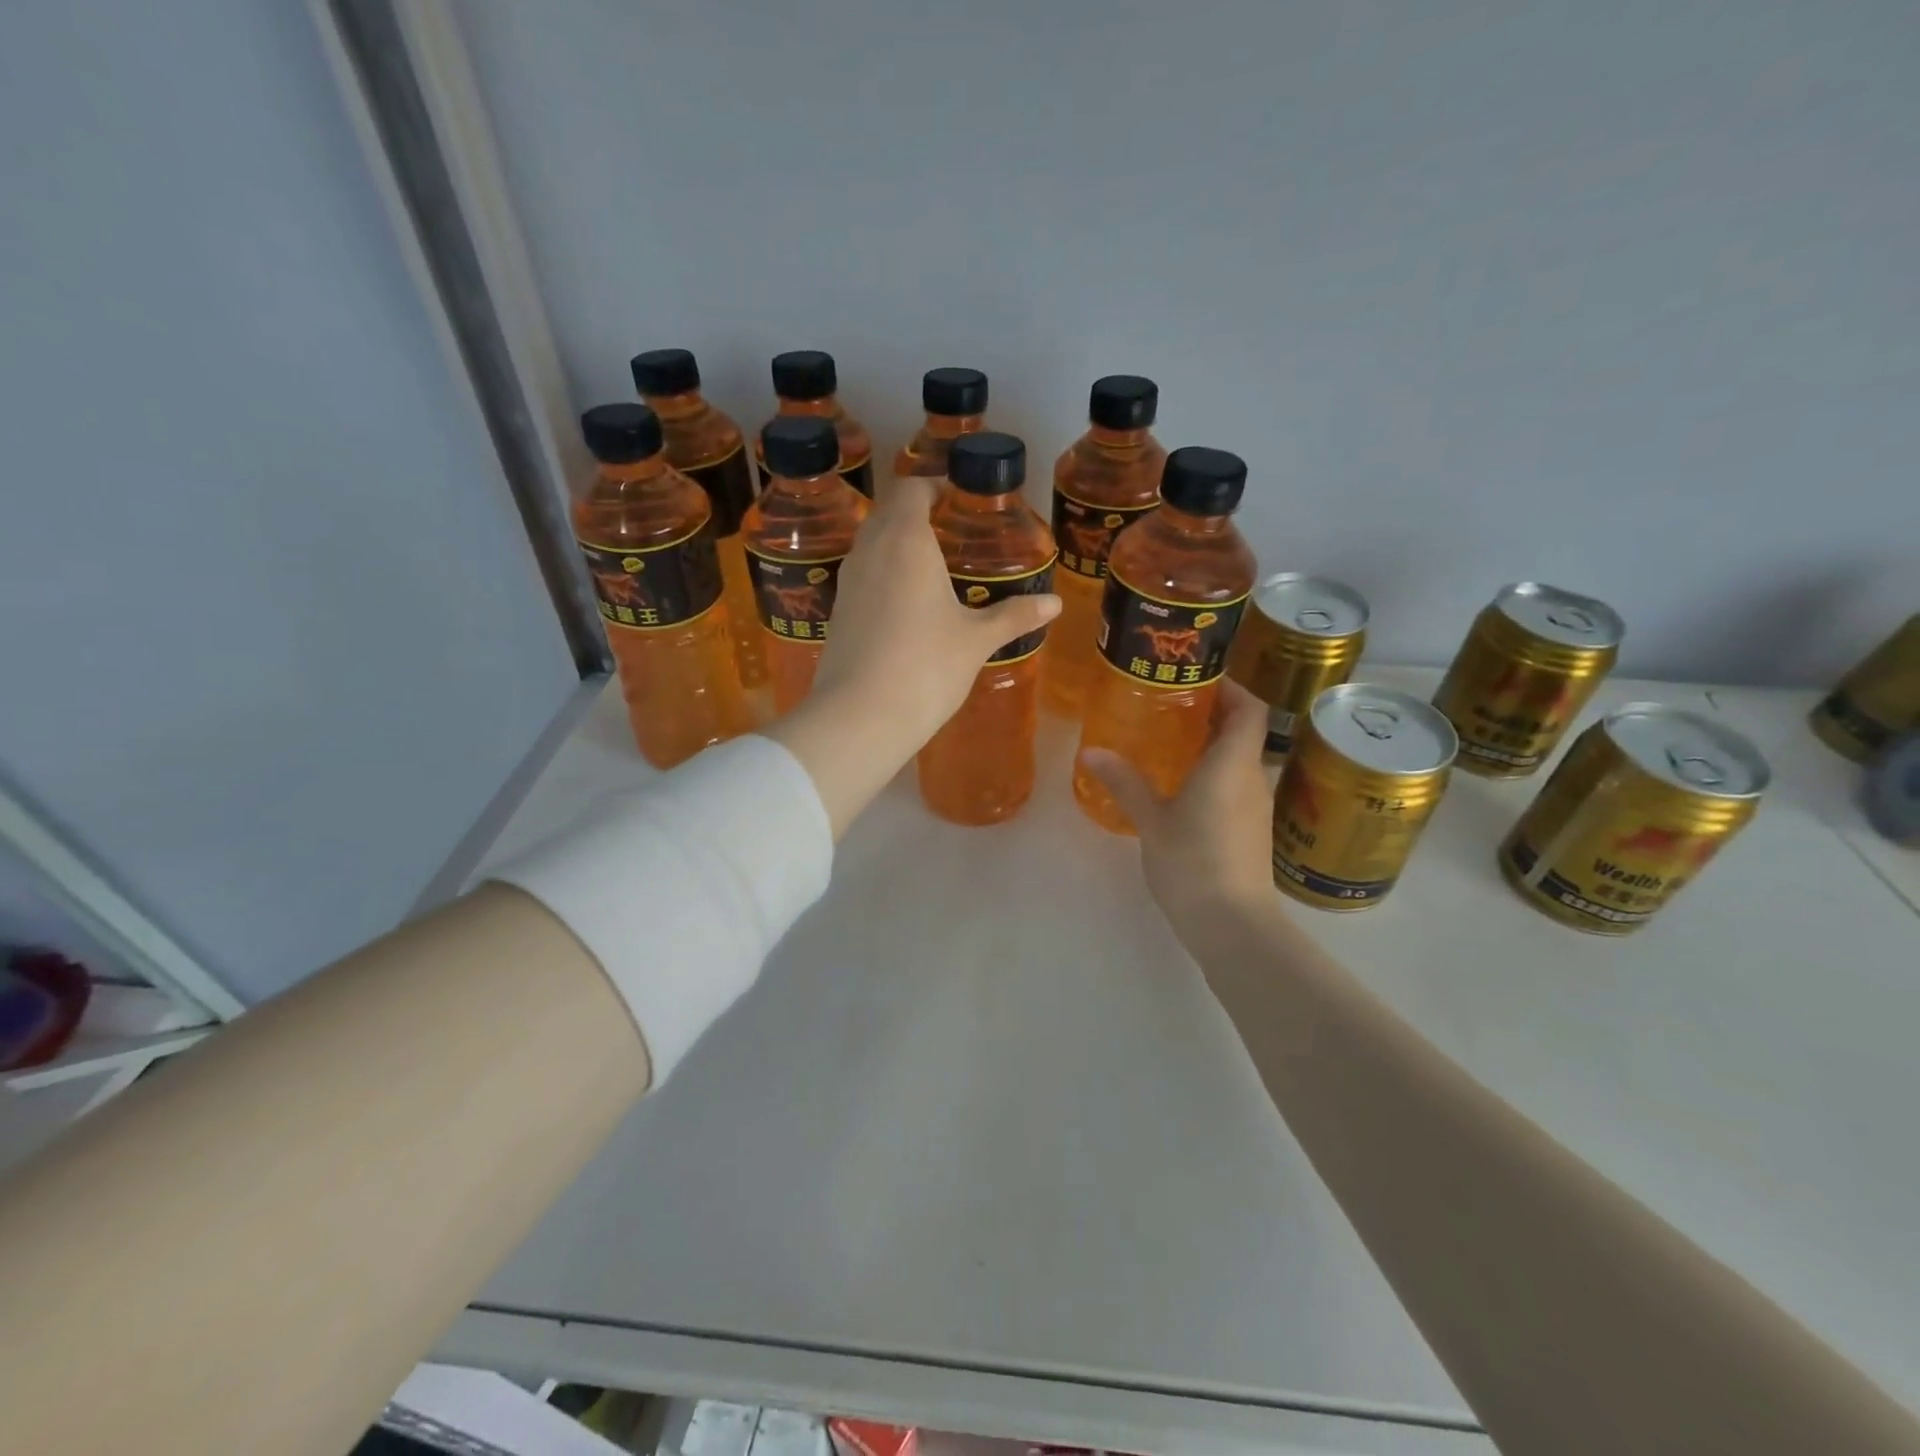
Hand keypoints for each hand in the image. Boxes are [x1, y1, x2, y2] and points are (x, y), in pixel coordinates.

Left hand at [811, 476, 1060, 746]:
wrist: (860, 717)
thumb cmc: (925, 666)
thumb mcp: (976, 640)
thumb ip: (1014, 616)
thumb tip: (1055, 604)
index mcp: (906, 541)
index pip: (911, 488)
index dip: (933, 486)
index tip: (957, 499)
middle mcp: (870, 550)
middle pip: (889, 511)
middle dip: (917, 513)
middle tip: (952, 532)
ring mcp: (848, 581)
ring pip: (871, 543)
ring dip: (897, 544)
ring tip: (932, 567)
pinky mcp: (838, 611)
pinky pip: (863, 575)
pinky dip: (884, 574)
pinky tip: (907, 605)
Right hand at [1082, 681, 1279, 945]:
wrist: (1232, 924)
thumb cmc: (1193, 862)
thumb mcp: (1152, 820)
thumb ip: (1125, 782)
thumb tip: (1091, 752)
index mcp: (1233, 763)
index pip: (1248, 708)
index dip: (1230, 687)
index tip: (1195, 679)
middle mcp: (1253, 777)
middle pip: (1243, 731)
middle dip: (1211, 714)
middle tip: (1167, 706)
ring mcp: (1255, 806)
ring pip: (1239, 760)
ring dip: (1211, 746)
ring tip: (1167, 742)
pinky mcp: (1251, 830)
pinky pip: (1235, 785)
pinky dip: (1213, 774)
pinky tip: (1179, 787)